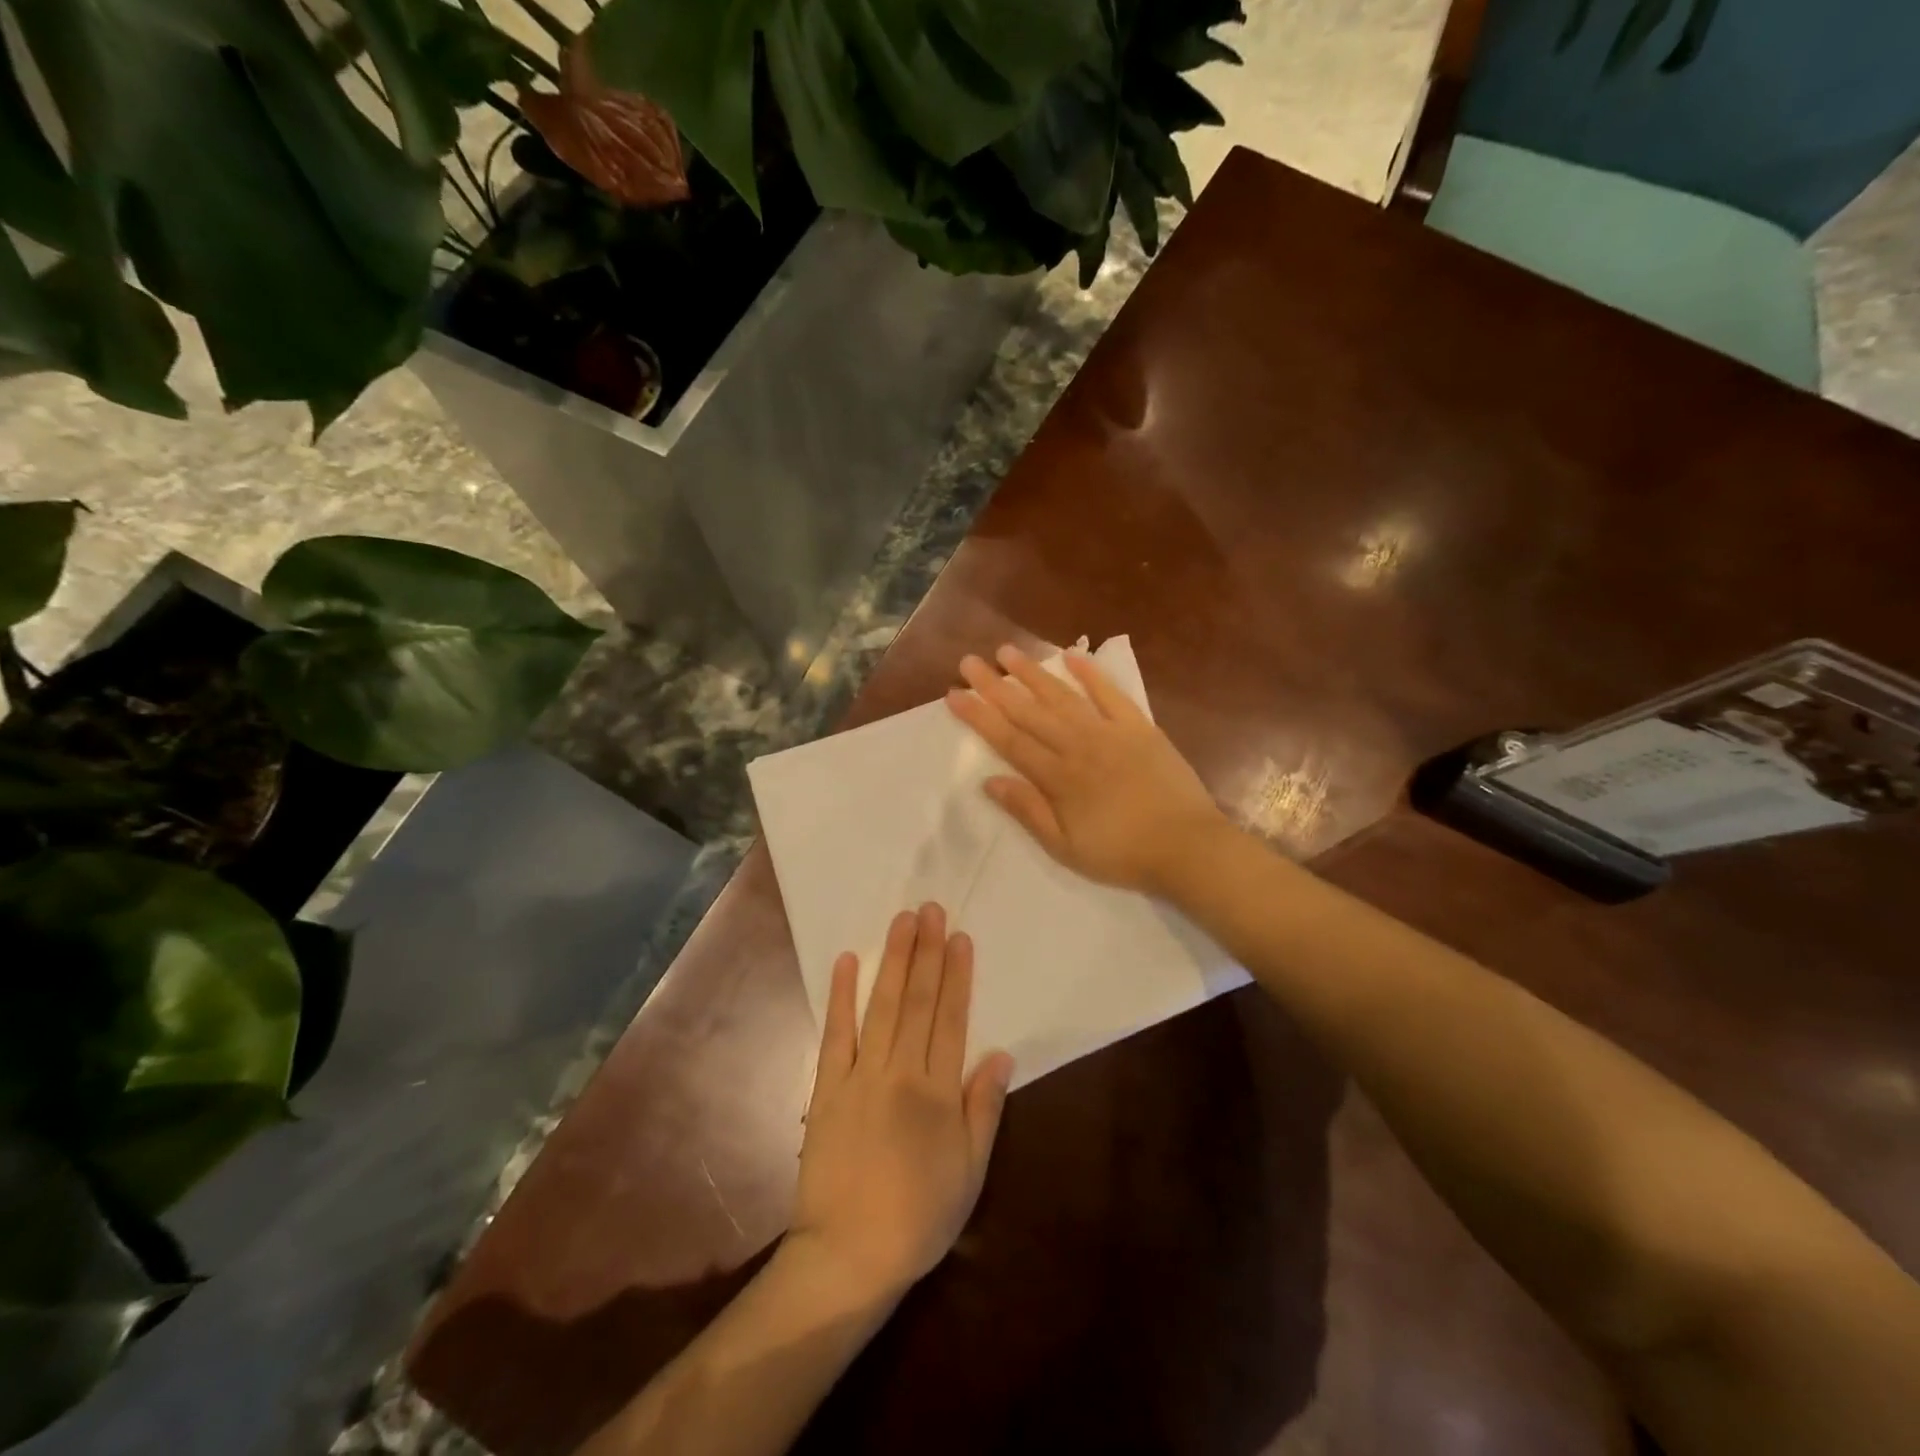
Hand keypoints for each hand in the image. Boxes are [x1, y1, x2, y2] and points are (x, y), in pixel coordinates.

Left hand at [790, 903, 1013, 1305]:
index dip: (958, 975)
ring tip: (902, 921)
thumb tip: (1000, 1054)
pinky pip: (835, 1034)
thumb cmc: (918, 1217)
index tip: (960, 937)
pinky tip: (847, 962)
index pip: (952, 1019)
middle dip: (927, 952)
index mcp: (938, 1092)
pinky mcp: (827, 1088)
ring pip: (882, 1006)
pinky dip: (842, 996)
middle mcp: (901, 1072)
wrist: (848, 1255)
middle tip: (931, 908)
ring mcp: (860, 1075)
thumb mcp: (970, 1172)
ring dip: (894, 961)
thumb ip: (984, 1109)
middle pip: (919, 1001)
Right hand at [946, 644, 1225, 896]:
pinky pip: (1111, 694)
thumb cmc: (1122, 853)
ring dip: (1034, 673)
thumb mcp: (1066, 847)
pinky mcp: (1140, 727)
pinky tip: (1072, 656)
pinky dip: (1091, 674)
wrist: (1187, 846)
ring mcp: (1110, 732)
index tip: (954, 694)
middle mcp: (1078, 746)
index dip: (979, 716)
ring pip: (1063, 696)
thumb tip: (990, 781)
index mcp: (1058, 777)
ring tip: (1007, 651)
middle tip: (969, 662)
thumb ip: (1028, 811)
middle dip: (996, 686)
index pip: (1009, 740)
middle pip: (1029, 711)